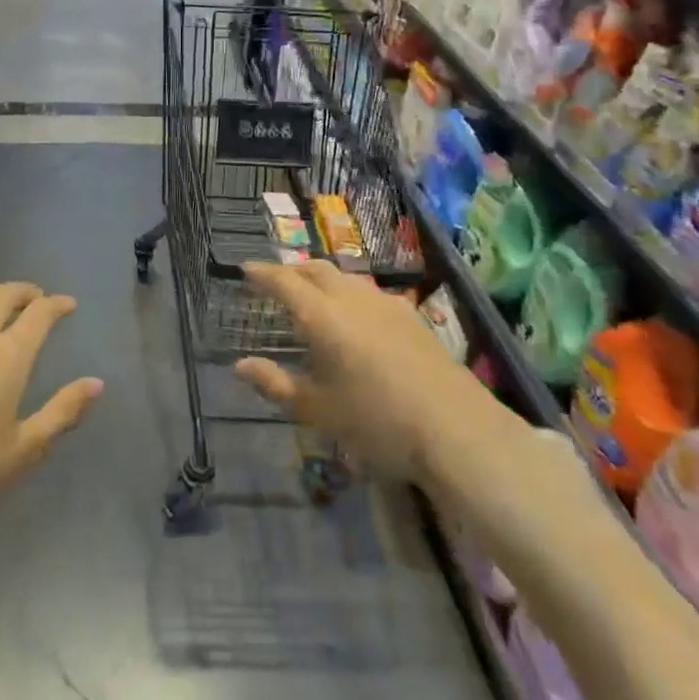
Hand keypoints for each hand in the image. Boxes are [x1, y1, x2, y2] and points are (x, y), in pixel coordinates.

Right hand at [236, 261, 465, 481]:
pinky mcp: (412, 318)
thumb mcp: (318, 410)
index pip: (285, 282)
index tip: (245, 269)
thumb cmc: (378, 422)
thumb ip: (276, 384)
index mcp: (323, 317)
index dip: (263, 274)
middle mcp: (353, 299)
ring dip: (322, 279)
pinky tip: (355, 316)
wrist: (457, 429)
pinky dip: (349, 293)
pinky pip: (369, 292)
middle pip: (317, 270)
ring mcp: (387, 305)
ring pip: (346, 278)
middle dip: (292, 271)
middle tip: (275, 281)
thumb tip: (240, 366)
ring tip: (312, 296)